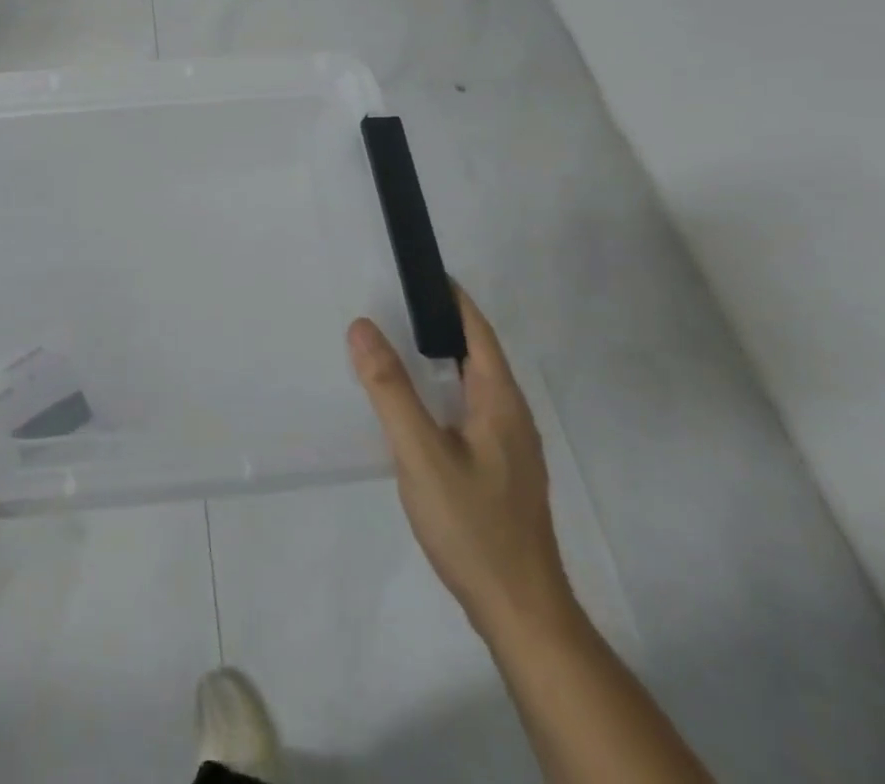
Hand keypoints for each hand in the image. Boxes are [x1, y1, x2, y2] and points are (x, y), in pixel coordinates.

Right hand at [347, 289, 574, 642]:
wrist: (521, 614)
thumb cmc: (473, 526)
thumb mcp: (420, 454)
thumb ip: (390, 389)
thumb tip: (362, 325)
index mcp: (500, 400)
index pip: (477, 329)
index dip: (450, 297)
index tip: (413, 271)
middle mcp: (511, 415)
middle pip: (475, 353)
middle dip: (437, 323)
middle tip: (388, 303)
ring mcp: (509, 446)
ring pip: (471, 384)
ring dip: (438, 359)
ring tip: (393, 346)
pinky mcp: (500, 471)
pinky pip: (468, 411)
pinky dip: (440, 391)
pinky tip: (414, 408)